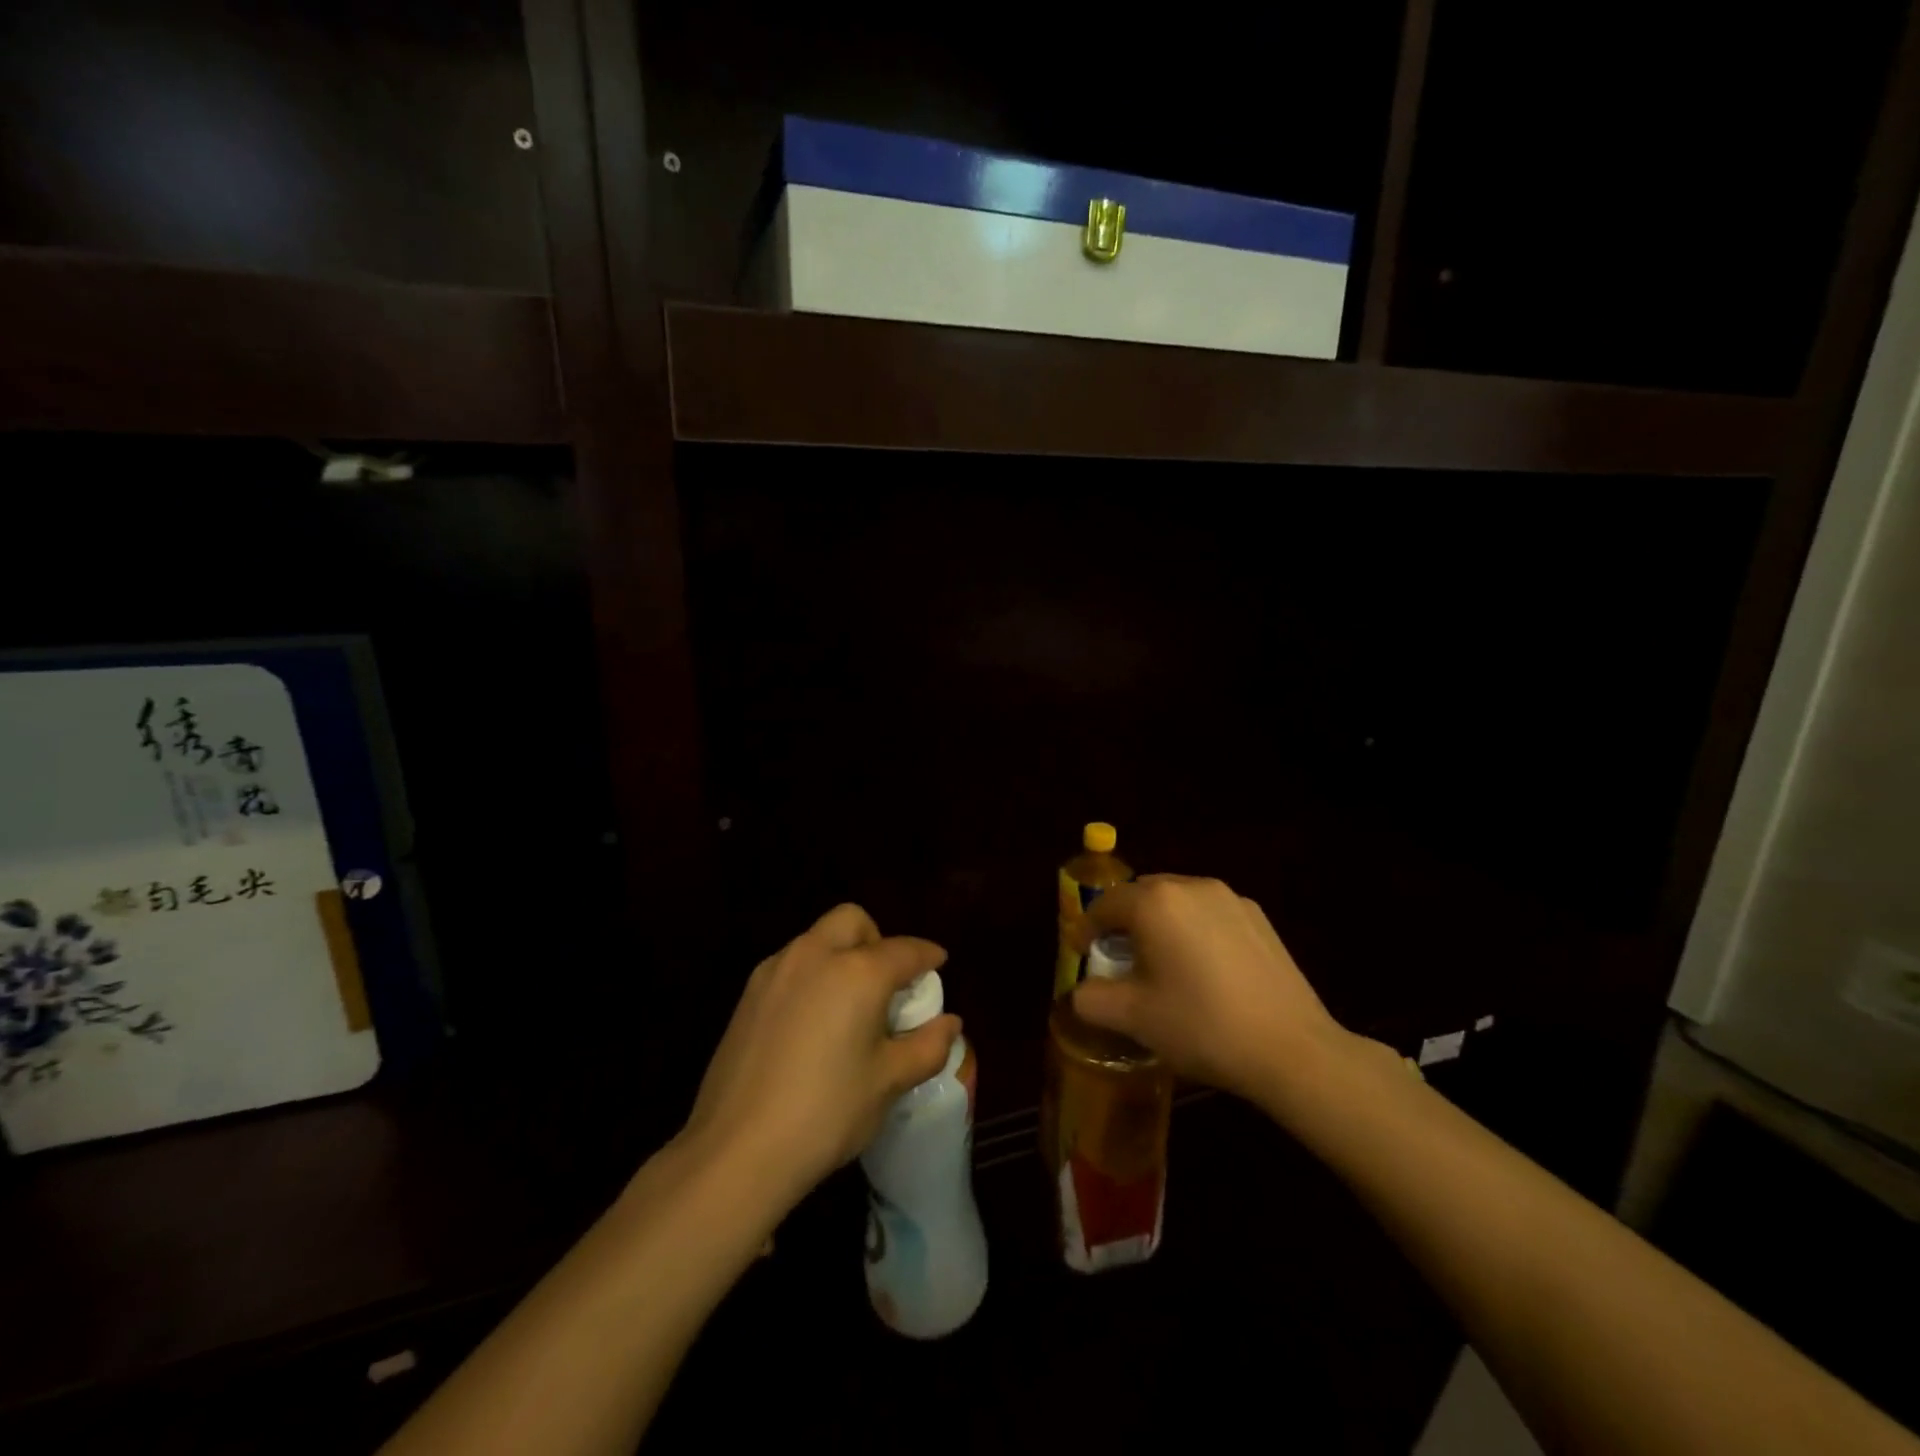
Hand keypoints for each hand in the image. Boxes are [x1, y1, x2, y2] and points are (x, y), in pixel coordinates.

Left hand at [678, 904, 959, 1209]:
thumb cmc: (826, 1113)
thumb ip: (927, 1046)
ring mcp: (775, 971)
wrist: (737, 1150)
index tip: (938, 964)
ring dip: (841, 954)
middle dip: (876, 939)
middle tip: (887, 982)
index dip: (927, 955)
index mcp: (857, 971)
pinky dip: (812, 975)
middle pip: (852, 921)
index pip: (904, 949)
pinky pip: (791, 965)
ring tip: (850, 1003)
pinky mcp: (748, 995)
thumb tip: (950, 1023)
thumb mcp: (888, 1082)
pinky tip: (812, 1021)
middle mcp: (815, 955)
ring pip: (817, 938)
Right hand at [1073, 875, 1364, 1110]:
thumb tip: (1082, 992)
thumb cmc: (1202, 1026)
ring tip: (1162, 962)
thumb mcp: (1134, 1018)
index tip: (1080, 952)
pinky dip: (1194, 930)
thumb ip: (1092, 999)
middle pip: (1142, 895)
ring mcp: (1230, 898)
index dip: (1087, 928)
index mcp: (1155, 902)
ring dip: (1161, 923)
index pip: (1106, 904)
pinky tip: (1204, 969)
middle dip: (1124, 922)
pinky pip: (1210, 913)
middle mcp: (1191, 886)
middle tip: (1119, 958)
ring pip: (1178, 901)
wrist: (1291, 1049)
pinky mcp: (1258, 917)